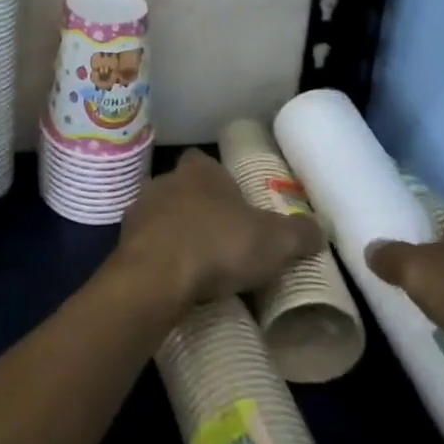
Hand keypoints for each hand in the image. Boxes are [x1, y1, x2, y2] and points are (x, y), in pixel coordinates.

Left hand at [117, 149, 324, 311]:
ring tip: (198, 264)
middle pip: (183, 187)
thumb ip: (298, 232)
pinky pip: (146, 244)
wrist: (156, 276)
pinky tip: (173, 280)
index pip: (207, 162)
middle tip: (221, 239)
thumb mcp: (273, 241)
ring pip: (161, 214)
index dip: (221, 181)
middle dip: (198, 208)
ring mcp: (140, 208)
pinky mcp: (124, 241)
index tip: (236, 205)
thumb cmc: (217, 245)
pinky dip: (158, 257)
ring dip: (175, 232)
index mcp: (200, 170)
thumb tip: (319, 229)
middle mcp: (165, 179)